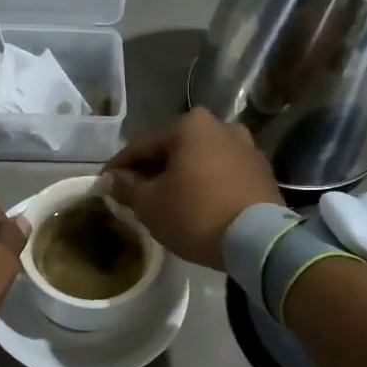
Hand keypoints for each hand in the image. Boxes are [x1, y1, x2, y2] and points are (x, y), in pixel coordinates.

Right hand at [104, 109, 282, 269]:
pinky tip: (195, 204)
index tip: (104, 184)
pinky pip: (222, 175)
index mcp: (190, 126)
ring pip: (200, 162)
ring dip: (181, 177)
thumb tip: (110, 180)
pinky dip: (205, 185)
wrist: (258, 240)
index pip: (142, 147)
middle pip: (174, 151)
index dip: (119, 168)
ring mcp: (247, 148)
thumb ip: (127, 187)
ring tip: (166, 200)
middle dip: (153, 171)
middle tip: (134, 194)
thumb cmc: (195, 214)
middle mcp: (221, 126)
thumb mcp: (150, 204)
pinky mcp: (262, 172)